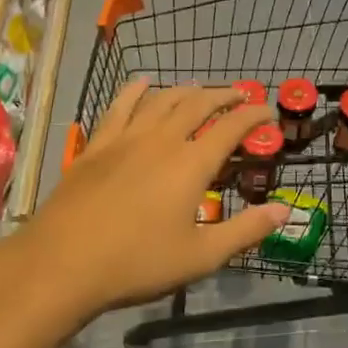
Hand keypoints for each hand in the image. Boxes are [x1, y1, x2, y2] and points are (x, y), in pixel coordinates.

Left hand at [27, 80, 289, 318]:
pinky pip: (119, 107)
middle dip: (223, 95)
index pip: (232, 127)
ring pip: (162, 100)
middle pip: (198, 104)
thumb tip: (284, 211)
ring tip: (199, 88)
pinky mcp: (97, 146)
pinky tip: (142, 84)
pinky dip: (135, 91)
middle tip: (240, 95)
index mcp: (192, 164)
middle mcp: (162, 140)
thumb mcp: (201, 256)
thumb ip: (246, 230)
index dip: (254, 116)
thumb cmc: (137, 263)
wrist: (62, 264)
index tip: (268, 112)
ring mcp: (126, 139)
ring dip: (186, 90)